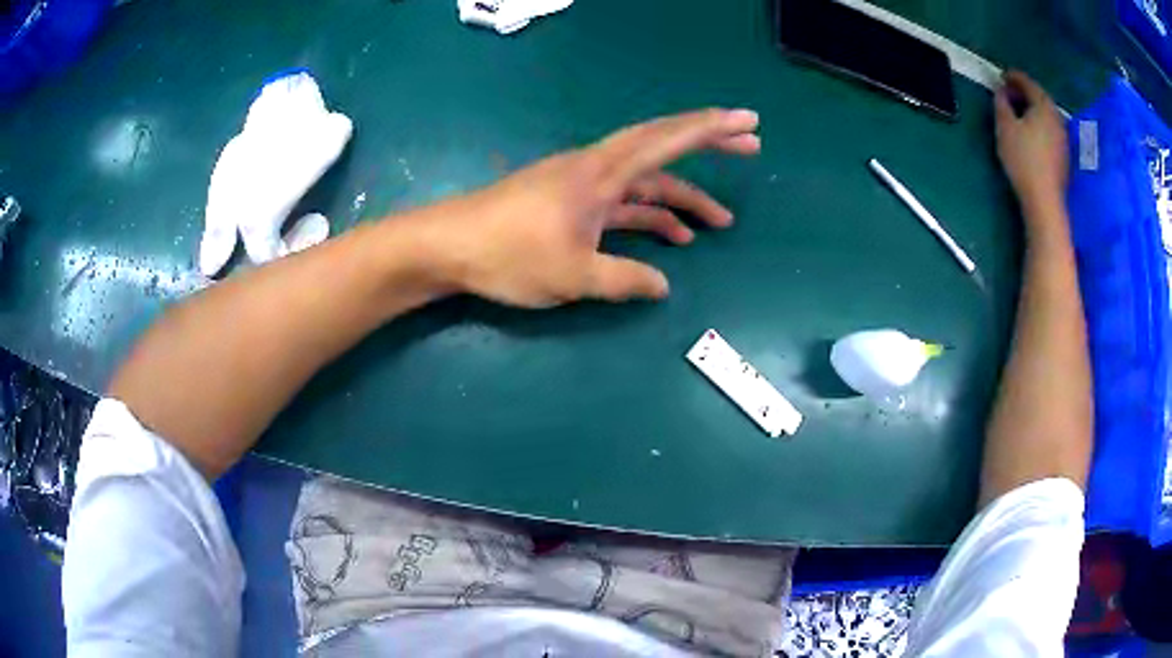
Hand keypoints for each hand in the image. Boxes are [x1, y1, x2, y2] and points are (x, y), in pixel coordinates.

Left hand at [432, 108, 760, 307]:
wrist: (449, 247)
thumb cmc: (508, 255)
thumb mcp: (572, 275)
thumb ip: (624, 279)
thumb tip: (663, 285)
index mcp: (601, 173)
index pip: (666, 140)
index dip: (711, 129)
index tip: (747, 121)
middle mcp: (596, 168)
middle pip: (662, 148)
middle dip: (707, 145)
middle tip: (750, 144)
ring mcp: (583, 184)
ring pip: (645, 182)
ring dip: (682, 197)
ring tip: (719, 222)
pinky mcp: (571, 202)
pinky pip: (623, 202)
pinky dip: (649, 215)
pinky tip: (670, 238)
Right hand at [994, 71, 1068, 213]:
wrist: (1045, 201)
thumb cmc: (1024, 160)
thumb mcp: (1005, 127)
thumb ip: (1001, 103)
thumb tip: (1001, 91)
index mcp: (1043, 105)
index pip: (1027, 82)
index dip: (1013, 77)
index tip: (1001, 76)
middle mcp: (1057, 117)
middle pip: (1040, 97)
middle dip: (1024, 93)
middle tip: (1009, 93)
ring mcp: (1064, 138)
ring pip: (1046, 114)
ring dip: (1033, 110)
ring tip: (1020, 113)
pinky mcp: (1065, 155)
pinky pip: (1050, 130)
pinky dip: (1040, 125)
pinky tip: (1032, 133)